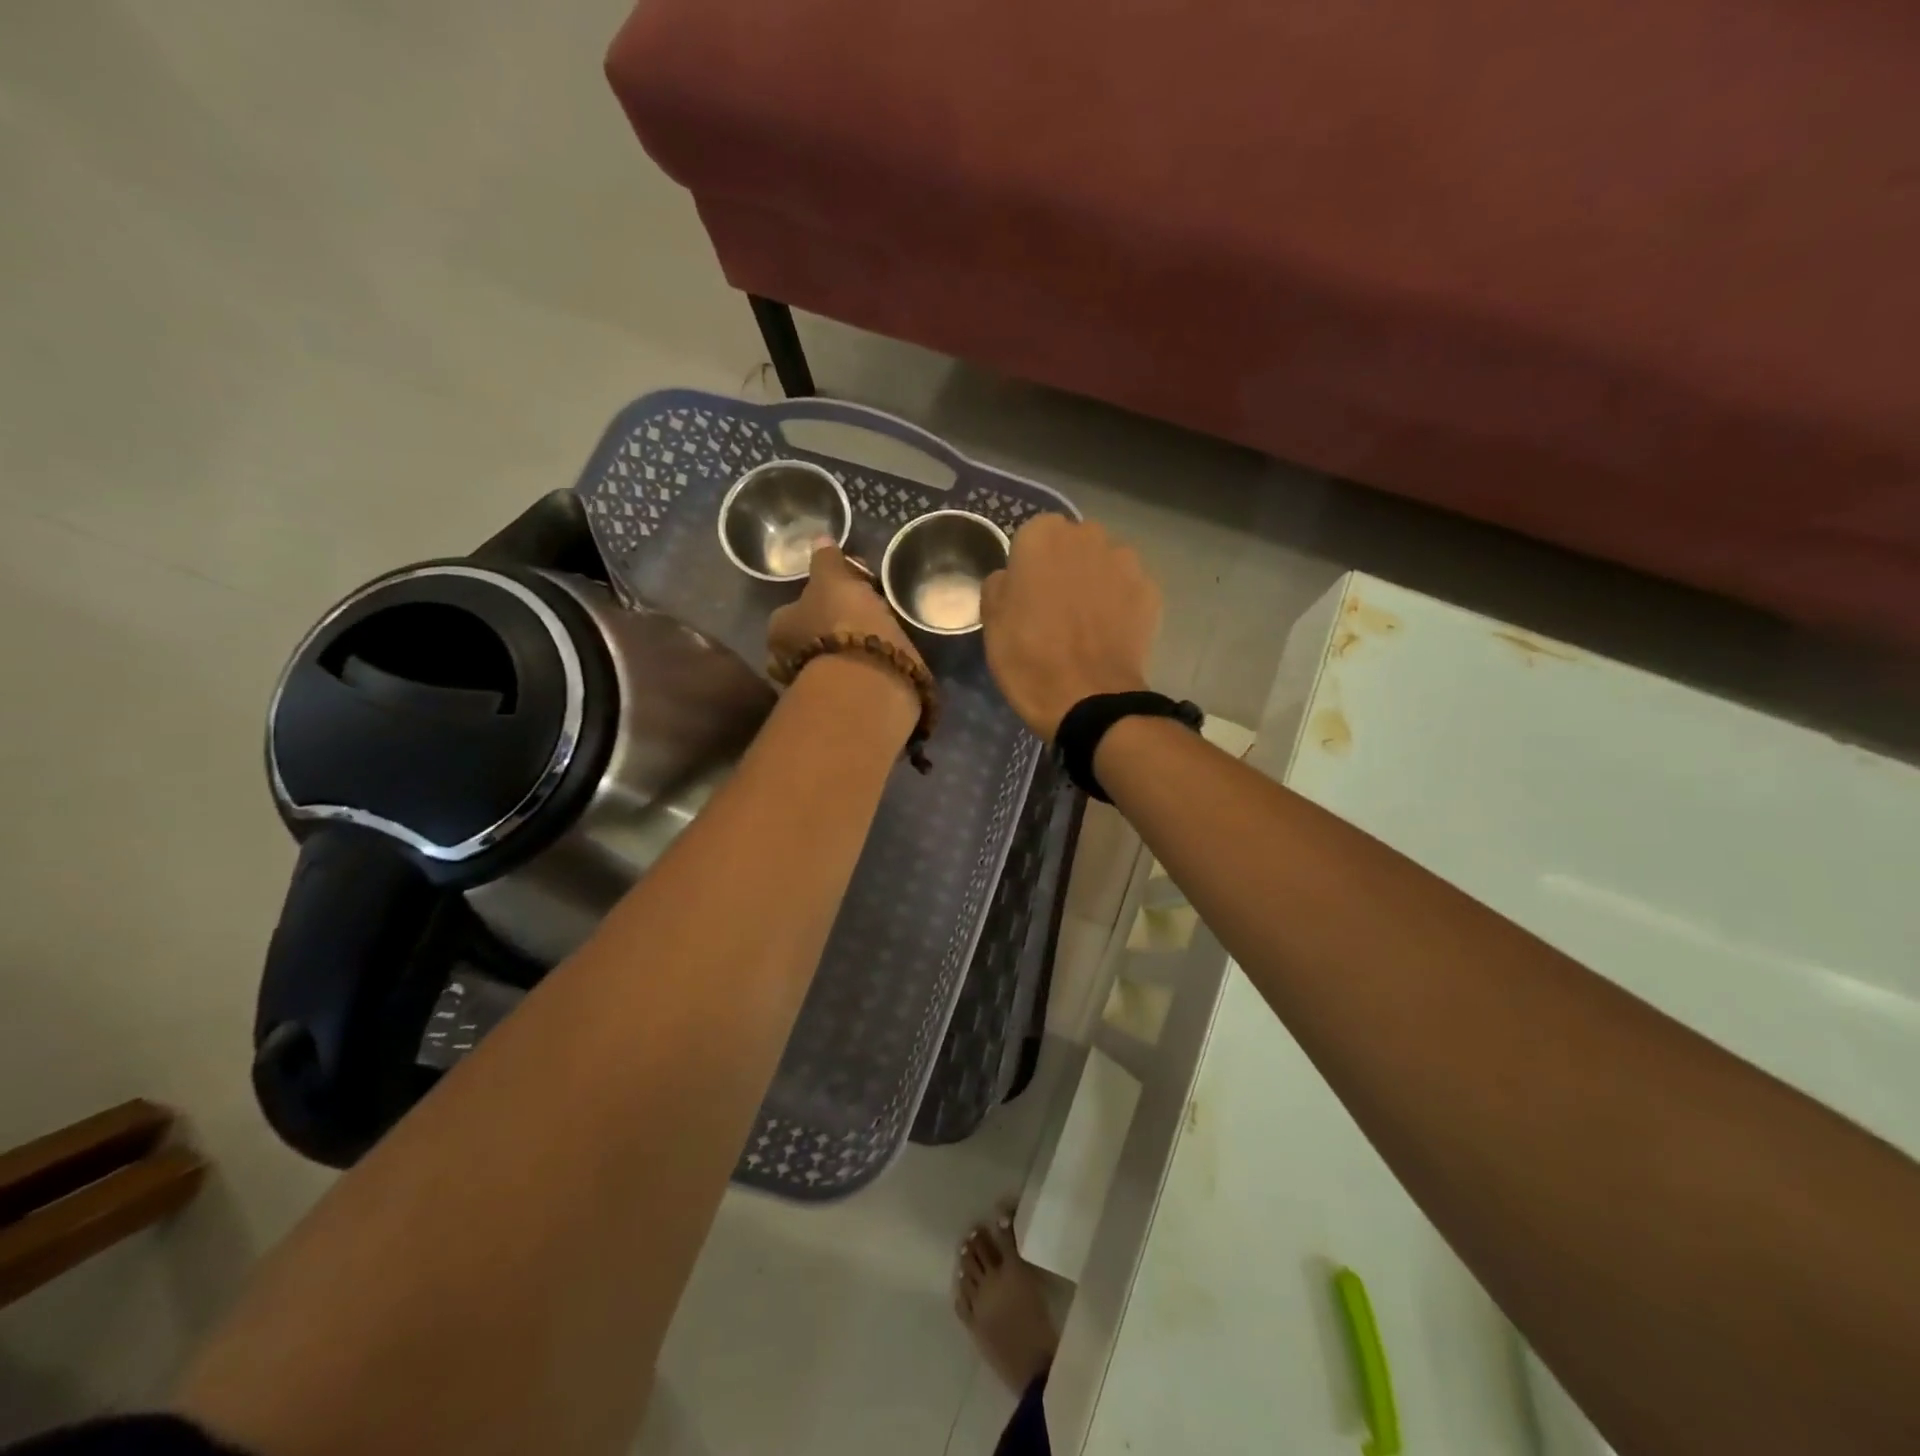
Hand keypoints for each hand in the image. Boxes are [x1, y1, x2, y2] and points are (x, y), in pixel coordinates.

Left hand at [768, 543, 924, 677]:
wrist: (870, 680)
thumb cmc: (844, 622)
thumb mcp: (834, 580)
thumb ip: (826, 561)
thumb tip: (819, 538)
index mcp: (779, 627)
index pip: (795, 608)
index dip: (821, 597)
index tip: (846, 592)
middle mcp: (787, 659)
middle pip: (811, 635)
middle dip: (831, 627)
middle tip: (863, 615)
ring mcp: (812, 685)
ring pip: (830, 657)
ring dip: (847, 649)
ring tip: (878, 637)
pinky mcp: (840, 704)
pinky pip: (850, 677)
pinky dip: (862, 668)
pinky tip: (881, 659)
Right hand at [980, 515, 1158, 741]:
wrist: (1087, 698)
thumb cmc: (1028, 657)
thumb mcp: (992, 621)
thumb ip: (1000, 585)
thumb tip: (1012, 578)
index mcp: (1043, 536)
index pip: (1032, 537)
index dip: (1029, 566)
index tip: (1026, 595)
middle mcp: (1088, 536)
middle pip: (1073, 544)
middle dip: (1066, 567)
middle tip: (1055, 607)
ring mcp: (1125, 562)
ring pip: (1104, 563)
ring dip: (1095, 582)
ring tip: (1086, 623)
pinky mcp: (1151, 591)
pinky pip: (1128, 589)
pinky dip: (1120, 604)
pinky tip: (1109, 634)